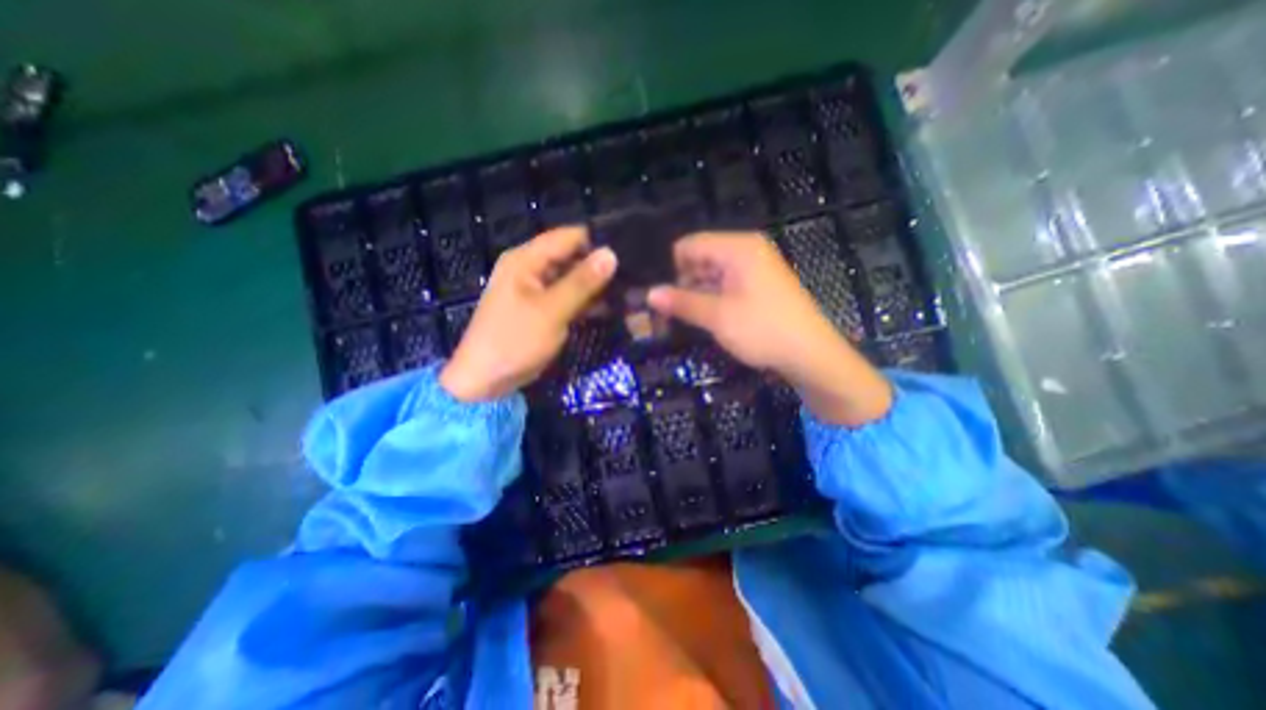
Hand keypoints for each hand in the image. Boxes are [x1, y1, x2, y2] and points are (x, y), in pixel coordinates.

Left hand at [442, 226, 618, 401]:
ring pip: (572, 278)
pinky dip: (586, 301)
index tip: (629, 251)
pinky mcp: (542, 308)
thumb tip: (611, 254)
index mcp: (526, 259)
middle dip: (599, 265)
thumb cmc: (514, 341)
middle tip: (634, 274)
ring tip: (629, 288)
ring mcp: (536, 289)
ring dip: (595, 285)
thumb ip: (582, 282)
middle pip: (571, 256)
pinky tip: (611, 306)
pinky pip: (568, 297)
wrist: (485, 380)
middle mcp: (530, 268)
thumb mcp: (551, 310)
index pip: (568, 236)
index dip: (597, 241)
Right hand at [653, 233, 888, 424]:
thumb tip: (649, 294)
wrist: (811, 355)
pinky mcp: (759, 286)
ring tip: (677, 317)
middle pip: (700, 258)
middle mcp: (746, 251)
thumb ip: (681, 302)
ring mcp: (755, 268)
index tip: (656, 294)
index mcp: (738, 248)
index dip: (670, 267)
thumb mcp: (717, 316)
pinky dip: (711, 299)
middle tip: (663, 311)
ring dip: (695, 294)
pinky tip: (701, 317)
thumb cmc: (763, 329)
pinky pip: (726, 285)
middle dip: (681, 282)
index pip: (690, 245)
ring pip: (712, 274)